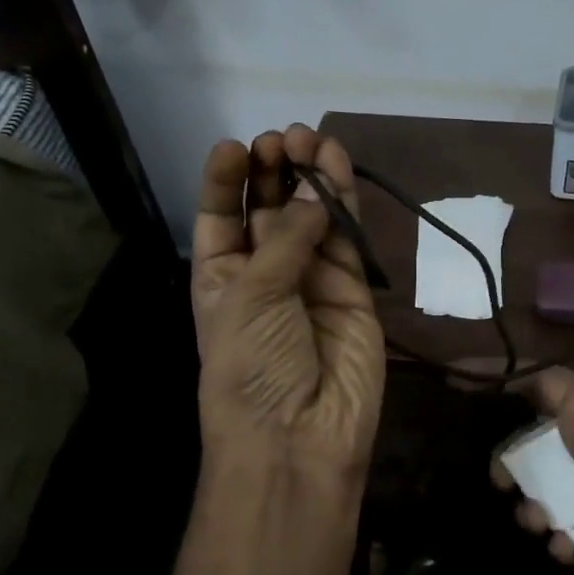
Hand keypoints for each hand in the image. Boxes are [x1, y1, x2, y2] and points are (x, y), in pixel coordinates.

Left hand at [192, 125, 384, 482]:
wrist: (299, 437)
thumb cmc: (252, 364)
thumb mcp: (251, 296)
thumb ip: (287, 238)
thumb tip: (315, 193)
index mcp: (221, 277)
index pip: (220, 216)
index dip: (225, 180)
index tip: (237, 146)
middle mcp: (265, 273)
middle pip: (268, 208)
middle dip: (273, 170)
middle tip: (285, 138)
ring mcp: (312, 279)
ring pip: (312, 215)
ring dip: (310, 176)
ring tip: (312, 137)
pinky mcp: (353, 288)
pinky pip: (347, 237)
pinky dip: (344, 201)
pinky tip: (337, 165)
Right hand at [492, 369, 573, 574]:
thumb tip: (552, 403)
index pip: (552, 386)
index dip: (508, 378)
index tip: (462, 379)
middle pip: (548, 444)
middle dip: (521, 462)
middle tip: (504, 484)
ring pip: (562, 490)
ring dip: (543, 506)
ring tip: (539, 525)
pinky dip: (572, 540)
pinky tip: (569, 552)